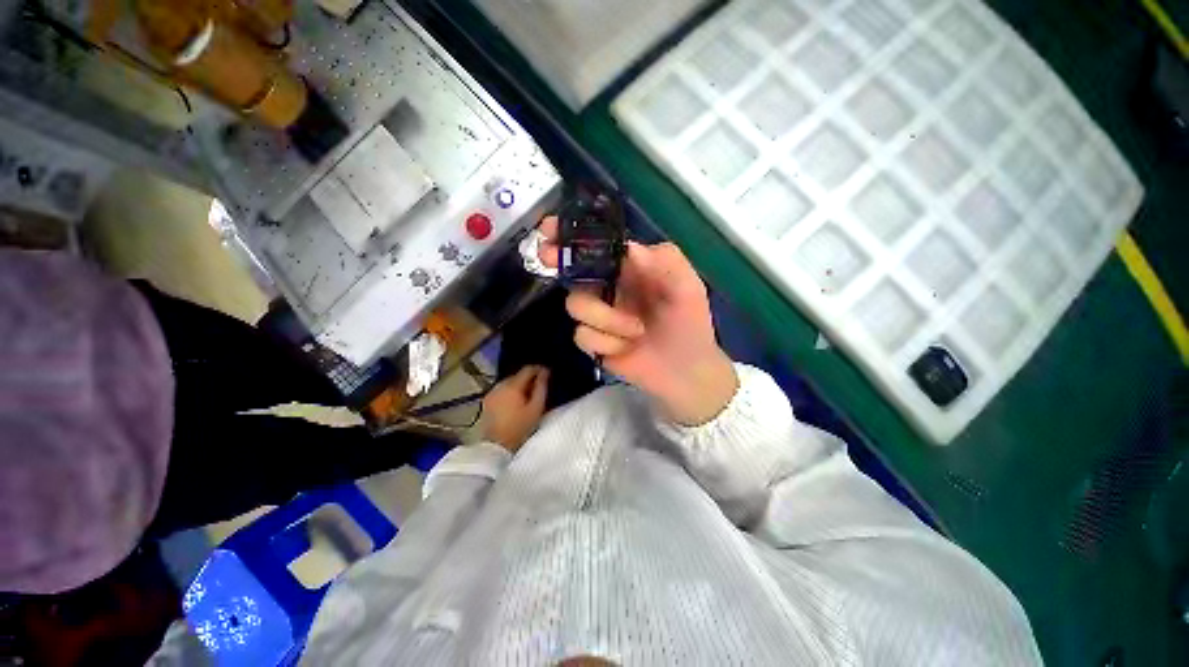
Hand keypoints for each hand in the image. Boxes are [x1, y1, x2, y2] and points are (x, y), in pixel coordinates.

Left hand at [481, 365, 549, 452]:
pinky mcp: (487, 401)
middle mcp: (500, 386)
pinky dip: (510, 391)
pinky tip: (516, 401)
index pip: (527, 369)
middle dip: (529, 378)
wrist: (497, 446)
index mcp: (513, 386)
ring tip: (528, 394)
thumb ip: (541, 387)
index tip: (547, 373)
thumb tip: (545, 372)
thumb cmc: (520, 427)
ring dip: (519, 385)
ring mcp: (492, 393)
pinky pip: (502, 390)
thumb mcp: (536, 408)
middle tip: (539, 386)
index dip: (538, 369)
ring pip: (509, 382)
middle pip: (517, 375)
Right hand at [537, 217, 736, 424]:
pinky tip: (627, 348)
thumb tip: (630, 249)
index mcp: (629, 269)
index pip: (596, 245)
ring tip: (637, 330)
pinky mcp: (593, 341)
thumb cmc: (689, 324)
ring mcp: (598, 315)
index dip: (571, 235)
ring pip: (575, 305)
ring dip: (607, 319)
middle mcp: (608, 287)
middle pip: (572, 270)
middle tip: (548, 257)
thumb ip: (666, 262)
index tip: (549, 228)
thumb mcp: (688, 287)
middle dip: (559, 262)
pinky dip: (606, 342)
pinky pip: (582, 335)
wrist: (685, 370)